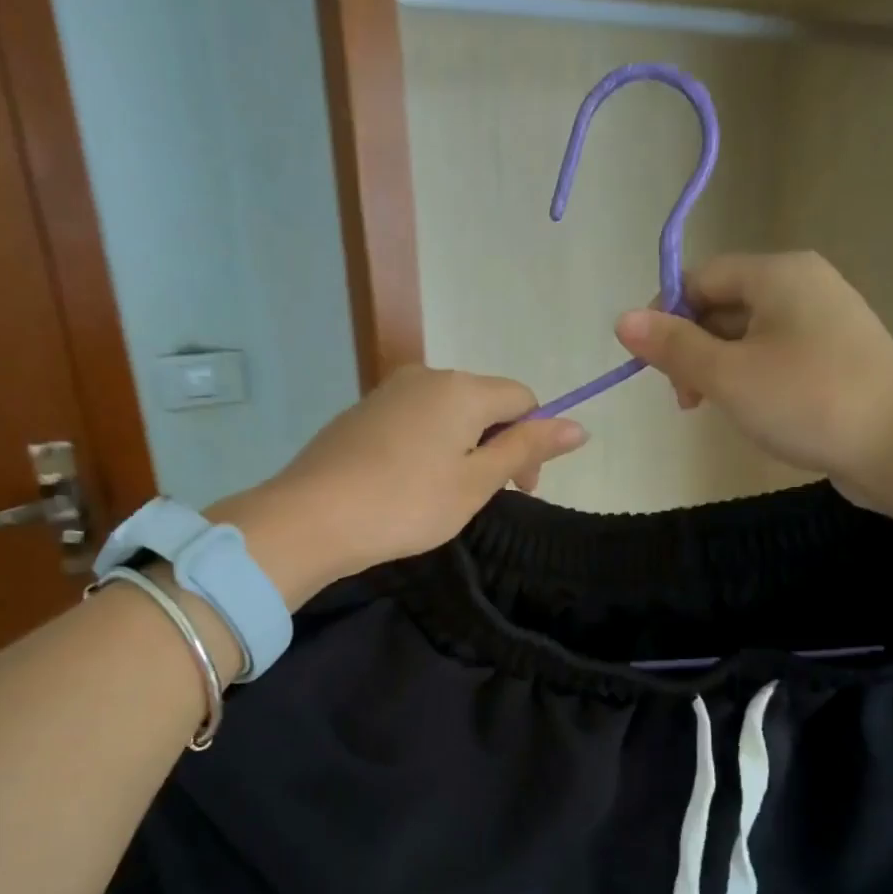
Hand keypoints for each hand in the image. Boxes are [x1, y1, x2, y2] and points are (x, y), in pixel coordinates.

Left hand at [208, 367, 585, 603]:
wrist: (313, 517)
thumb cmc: (407, 503)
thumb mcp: (477, 481)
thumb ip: (527, 449)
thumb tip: (579, 426)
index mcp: (462, 388)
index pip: (522, 398)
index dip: (533, 440)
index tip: (521, 489)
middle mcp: (426, 376)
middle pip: (484, 402)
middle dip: (499, 444)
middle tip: (487, 497)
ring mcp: (388, 391)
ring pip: (448, 413)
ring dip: (464, 448)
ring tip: (447, 494)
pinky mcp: (362, 412)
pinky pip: (415, 421)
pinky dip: (429, 447)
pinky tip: (411, 484)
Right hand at [614, 251, 892, 502]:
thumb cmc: (807, 401)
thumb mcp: (727, 375)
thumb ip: (672, 346)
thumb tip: (622, 320)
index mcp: (778, 274)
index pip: (701, 277)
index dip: (666, 316)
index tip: (655, 367)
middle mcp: (804, 285)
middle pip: (723, 304)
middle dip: (692, 348)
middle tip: (686, 399)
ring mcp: (825, 320)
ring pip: (748, 333)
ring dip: (719, 367)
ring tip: (716, 409)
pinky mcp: (837, 356)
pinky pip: (776, 354)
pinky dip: (751, 377)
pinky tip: (752, 411)